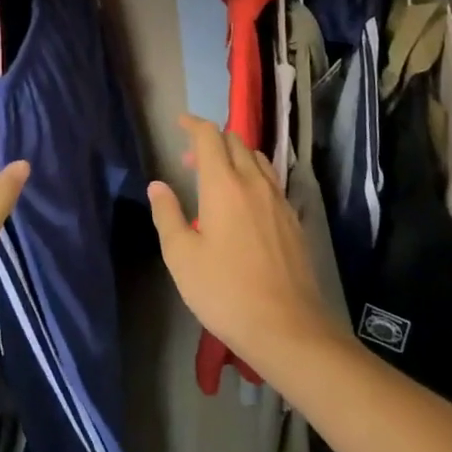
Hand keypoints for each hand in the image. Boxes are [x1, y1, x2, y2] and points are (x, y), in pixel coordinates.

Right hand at [148, 115, 343, 377]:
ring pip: (257, 158)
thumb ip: (167, 215)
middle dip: (211, 140)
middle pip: (235, 141)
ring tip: (218, 177)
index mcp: (224, 185)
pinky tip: (245, 203)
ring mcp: (278, 199)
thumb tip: (158, 185)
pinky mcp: (294, 219)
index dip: (193, 124)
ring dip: (235, 155)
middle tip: (190, 160)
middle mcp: (254, 182)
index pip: (209, 136)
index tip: (179, 124)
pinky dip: (253, 175)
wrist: (288, 328)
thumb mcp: (182, 258)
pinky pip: (271, 180)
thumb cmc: (226, 292)